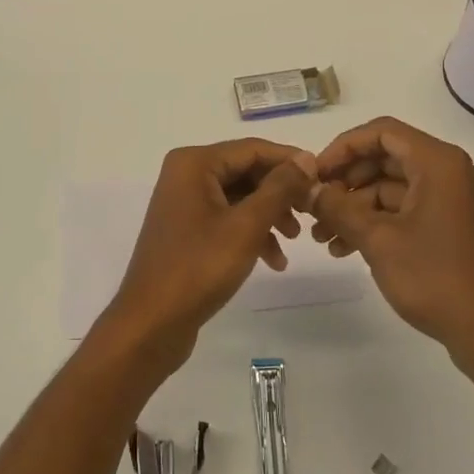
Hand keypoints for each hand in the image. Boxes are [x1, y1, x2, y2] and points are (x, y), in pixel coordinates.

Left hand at [100, 140, 318, 370]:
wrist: (151, 324)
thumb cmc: (199, 268)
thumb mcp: (247, 226)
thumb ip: (279, 188)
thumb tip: (306, 158)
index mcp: (195, 163)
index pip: (253, 149)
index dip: (290, 161)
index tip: (323, 178)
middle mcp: (186, 174)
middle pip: (246, 171)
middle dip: (280, 192)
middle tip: (312, 211)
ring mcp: (185, 202)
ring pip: (239, 196)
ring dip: (269, 214)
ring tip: (295, 239)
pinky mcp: (187, 228)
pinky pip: (227, 217)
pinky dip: (251, 232)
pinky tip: (274, 260)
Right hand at [308, 117, 473, 374]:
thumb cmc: (436, 277)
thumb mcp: (378, 240)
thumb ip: (339, 208)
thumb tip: (307, 188)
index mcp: (437, 162)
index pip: (381, 132)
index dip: (343, 147)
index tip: (315, 173)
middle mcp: (446, 171)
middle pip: (384, 158)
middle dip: (345, 182)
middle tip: (313, 206)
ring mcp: (448, 199)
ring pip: (389, 187)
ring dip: (354, 207)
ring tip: (322, 237)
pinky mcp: (447, 225)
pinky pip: (403, 209)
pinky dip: (374, 223)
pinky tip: (344, 249)